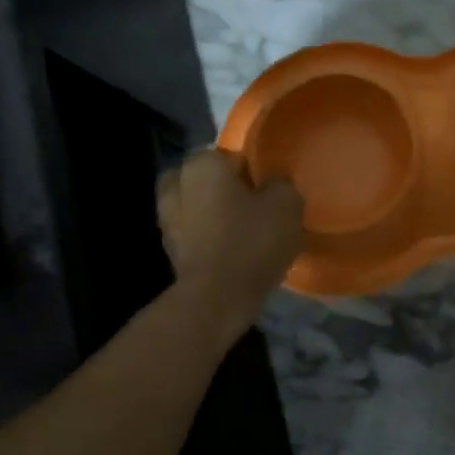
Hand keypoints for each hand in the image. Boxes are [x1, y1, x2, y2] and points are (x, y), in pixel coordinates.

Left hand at [157, 150, 303, 319]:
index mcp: (202, 165)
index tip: (269, 188)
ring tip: (244, 229)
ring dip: (214, 213)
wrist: (216, 298)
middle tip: (253, 204)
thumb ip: (282, 184)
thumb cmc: (251, 240)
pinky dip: (209, 237)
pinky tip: (233, 251)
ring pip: (197, 206)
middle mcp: (177, 185)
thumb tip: (274, 184)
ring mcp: (167, 220)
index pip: (232, 155)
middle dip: (225, 188)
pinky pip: (194, 233)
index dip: (253, 170)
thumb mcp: (286, 204)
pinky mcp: (170, 251)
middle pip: (206, 178)